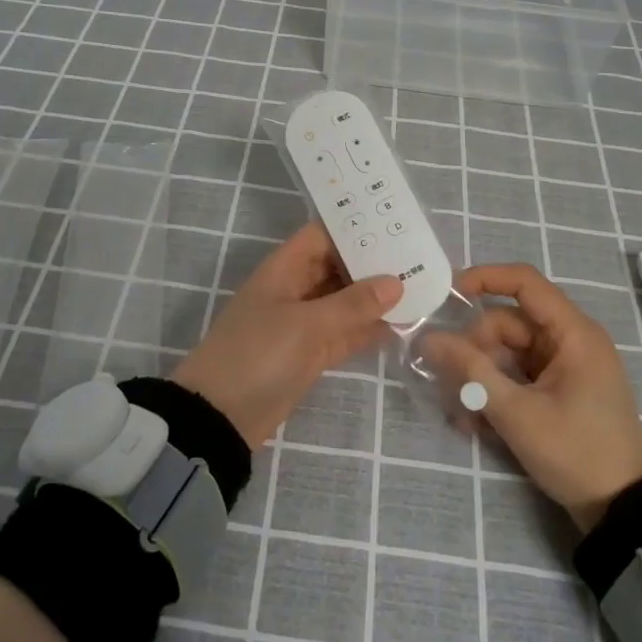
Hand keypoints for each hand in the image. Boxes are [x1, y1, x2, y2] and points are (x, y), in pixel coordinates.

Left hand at [173, 221, 402, 445]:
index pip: (322, 236)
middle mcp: (294, 290)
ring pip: (344, 302)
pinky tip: (402, 325)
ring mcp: (302, 323)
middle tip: (419, 257)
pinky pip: (344, 333)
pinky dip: (368, 329)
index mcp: (284, 270)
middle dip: (372, 264)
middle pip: (337, 267)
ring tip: (420, 287)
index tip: (394, 225)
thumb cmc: (258, 355)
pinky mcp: (310, 354)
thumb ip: (352, 304)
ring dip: (375, 298)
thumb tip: (395, 282)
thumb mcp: (307, 325)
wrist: (221, 416)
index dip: (353, 228)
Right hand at [421, 263, 641, 530]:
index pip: (524, 282)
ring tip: (460, 414)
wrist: (623, 512)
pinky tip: (474, 424)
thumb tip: (429, 338)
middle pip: (506, 324)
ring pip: (506, 353)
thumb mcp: (517, 413)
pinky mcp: (557, 390)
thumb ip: (471, 372)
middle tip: (450, 384)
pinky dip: (494, 392)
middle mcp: (568, 341)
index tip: (446, 295)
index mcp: (572, 333)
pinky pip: (515, 376)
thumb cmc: (577, 453)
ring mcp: (563, 367)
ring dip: (479, 377)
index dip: (484, 278)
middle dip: (474, 351)